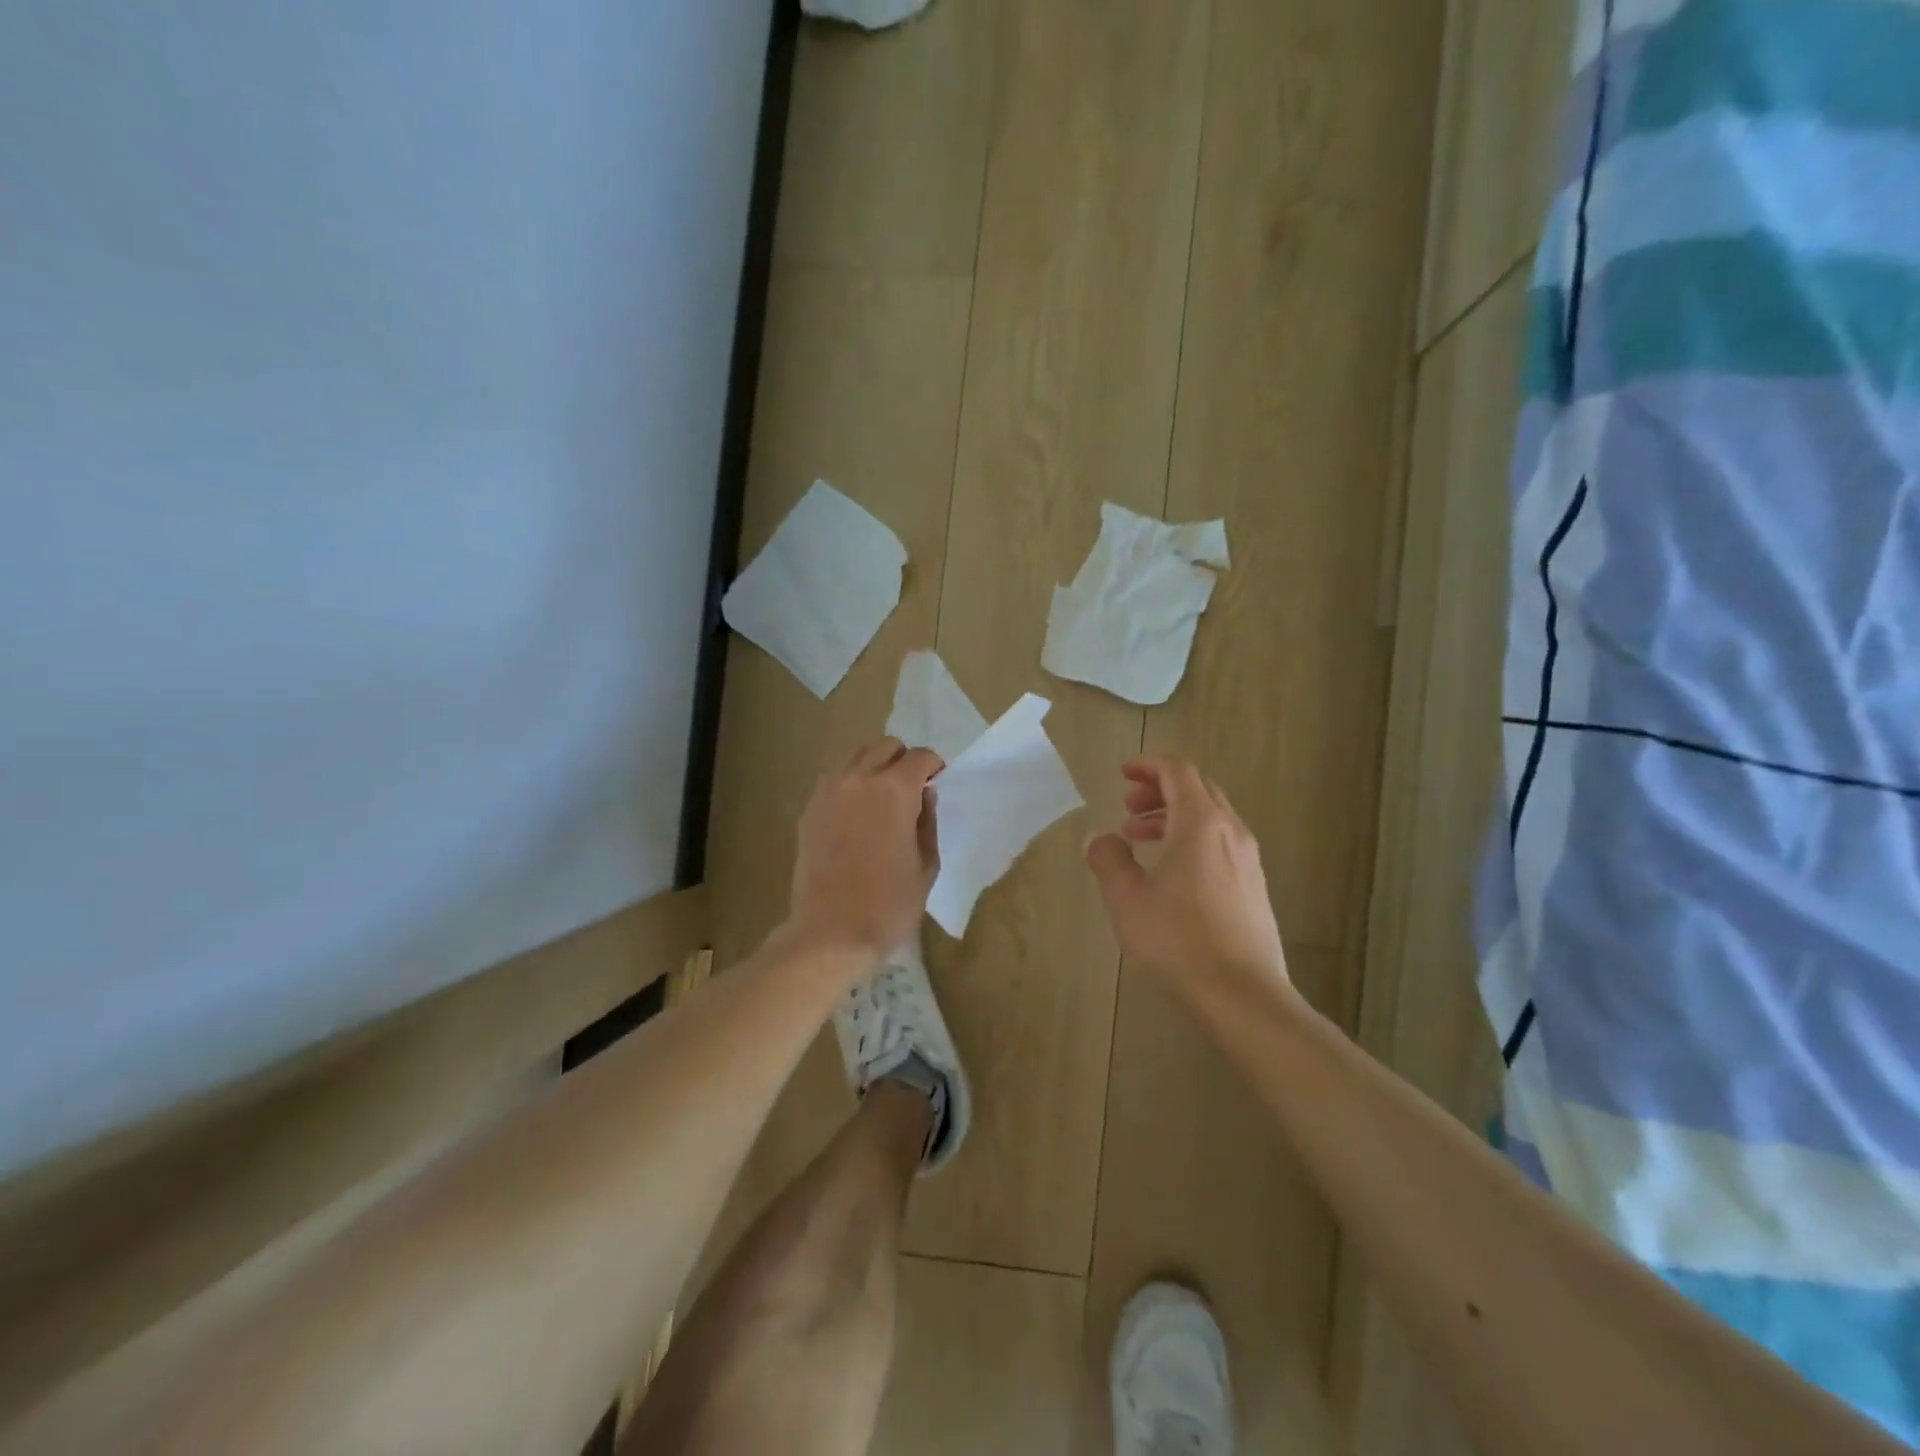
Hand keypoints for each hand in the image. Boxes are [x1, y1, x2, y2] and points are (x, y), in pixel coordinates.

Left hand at [787, 738, 942, 965]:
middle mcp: (859, 779)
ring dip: (874, 768)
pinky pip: (833, 782)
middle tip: (911, 790)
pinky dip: (849, 786)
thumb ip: (928, 821)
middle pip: (885, 747)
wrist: (831, 933)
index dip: (934, 767)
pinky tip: (855, 816)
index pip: (920, 757)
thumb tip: (924, 795)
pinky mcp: (809, 810)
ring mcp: (828, 792)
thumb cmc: (890, 904)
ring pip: (856, 758)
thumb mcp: (926, 864)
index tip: (937, 783)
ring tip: (881, 800)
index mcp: (895, 789)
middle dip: (903, 761)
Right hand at [1084, 758, 1288, 1001]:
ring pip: (1210, 818)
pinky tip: (1169, 874)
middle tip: (1127, 809)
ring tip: (1139, 840)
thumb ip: (1109, 859)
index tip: (1123, 775)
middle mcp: (1231, 832)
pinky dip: (1191, 840)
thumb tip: (1101, 838)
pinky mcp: (1254, 887)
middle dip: (1159, 791)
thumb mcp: (1127, 898)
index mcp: (1201, 823)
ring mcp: (1248, 860)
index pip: (1178, 772)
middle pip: (1197, 790)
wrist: (1243, 996)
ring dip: (1173, 817)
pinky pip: (1220, 844)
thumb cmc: (1178, 940)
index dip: (1148, 766)